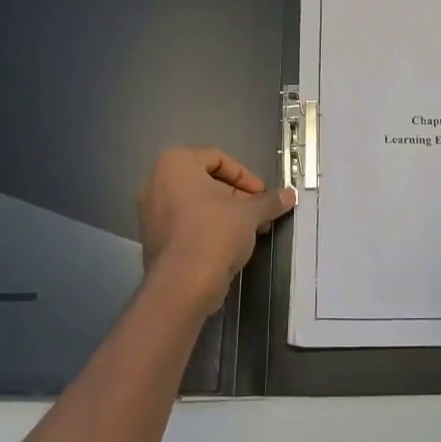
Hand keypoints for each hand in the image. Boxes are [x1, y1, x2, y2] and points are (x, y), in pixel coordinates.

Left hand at [138, 148, 294, 315]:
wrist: (183, 283)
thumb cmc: (215, 232)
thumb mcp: (250, 213)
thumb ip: (269, 201)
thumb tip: (290, 195)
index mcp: (175, 164)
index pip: (217, 158)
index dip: (245, 176)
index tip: (262, 194)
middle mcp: (156, 182)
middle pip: (205, 181)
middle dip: (237, 196)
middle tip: (259, 213)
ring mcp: (150, 212)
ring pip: (196, 204)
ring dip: (225, 213)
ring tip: (250, 231)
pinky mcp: (153, 238)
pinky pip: (185, 223)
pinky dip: (207, 228)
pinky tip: (229, 245)